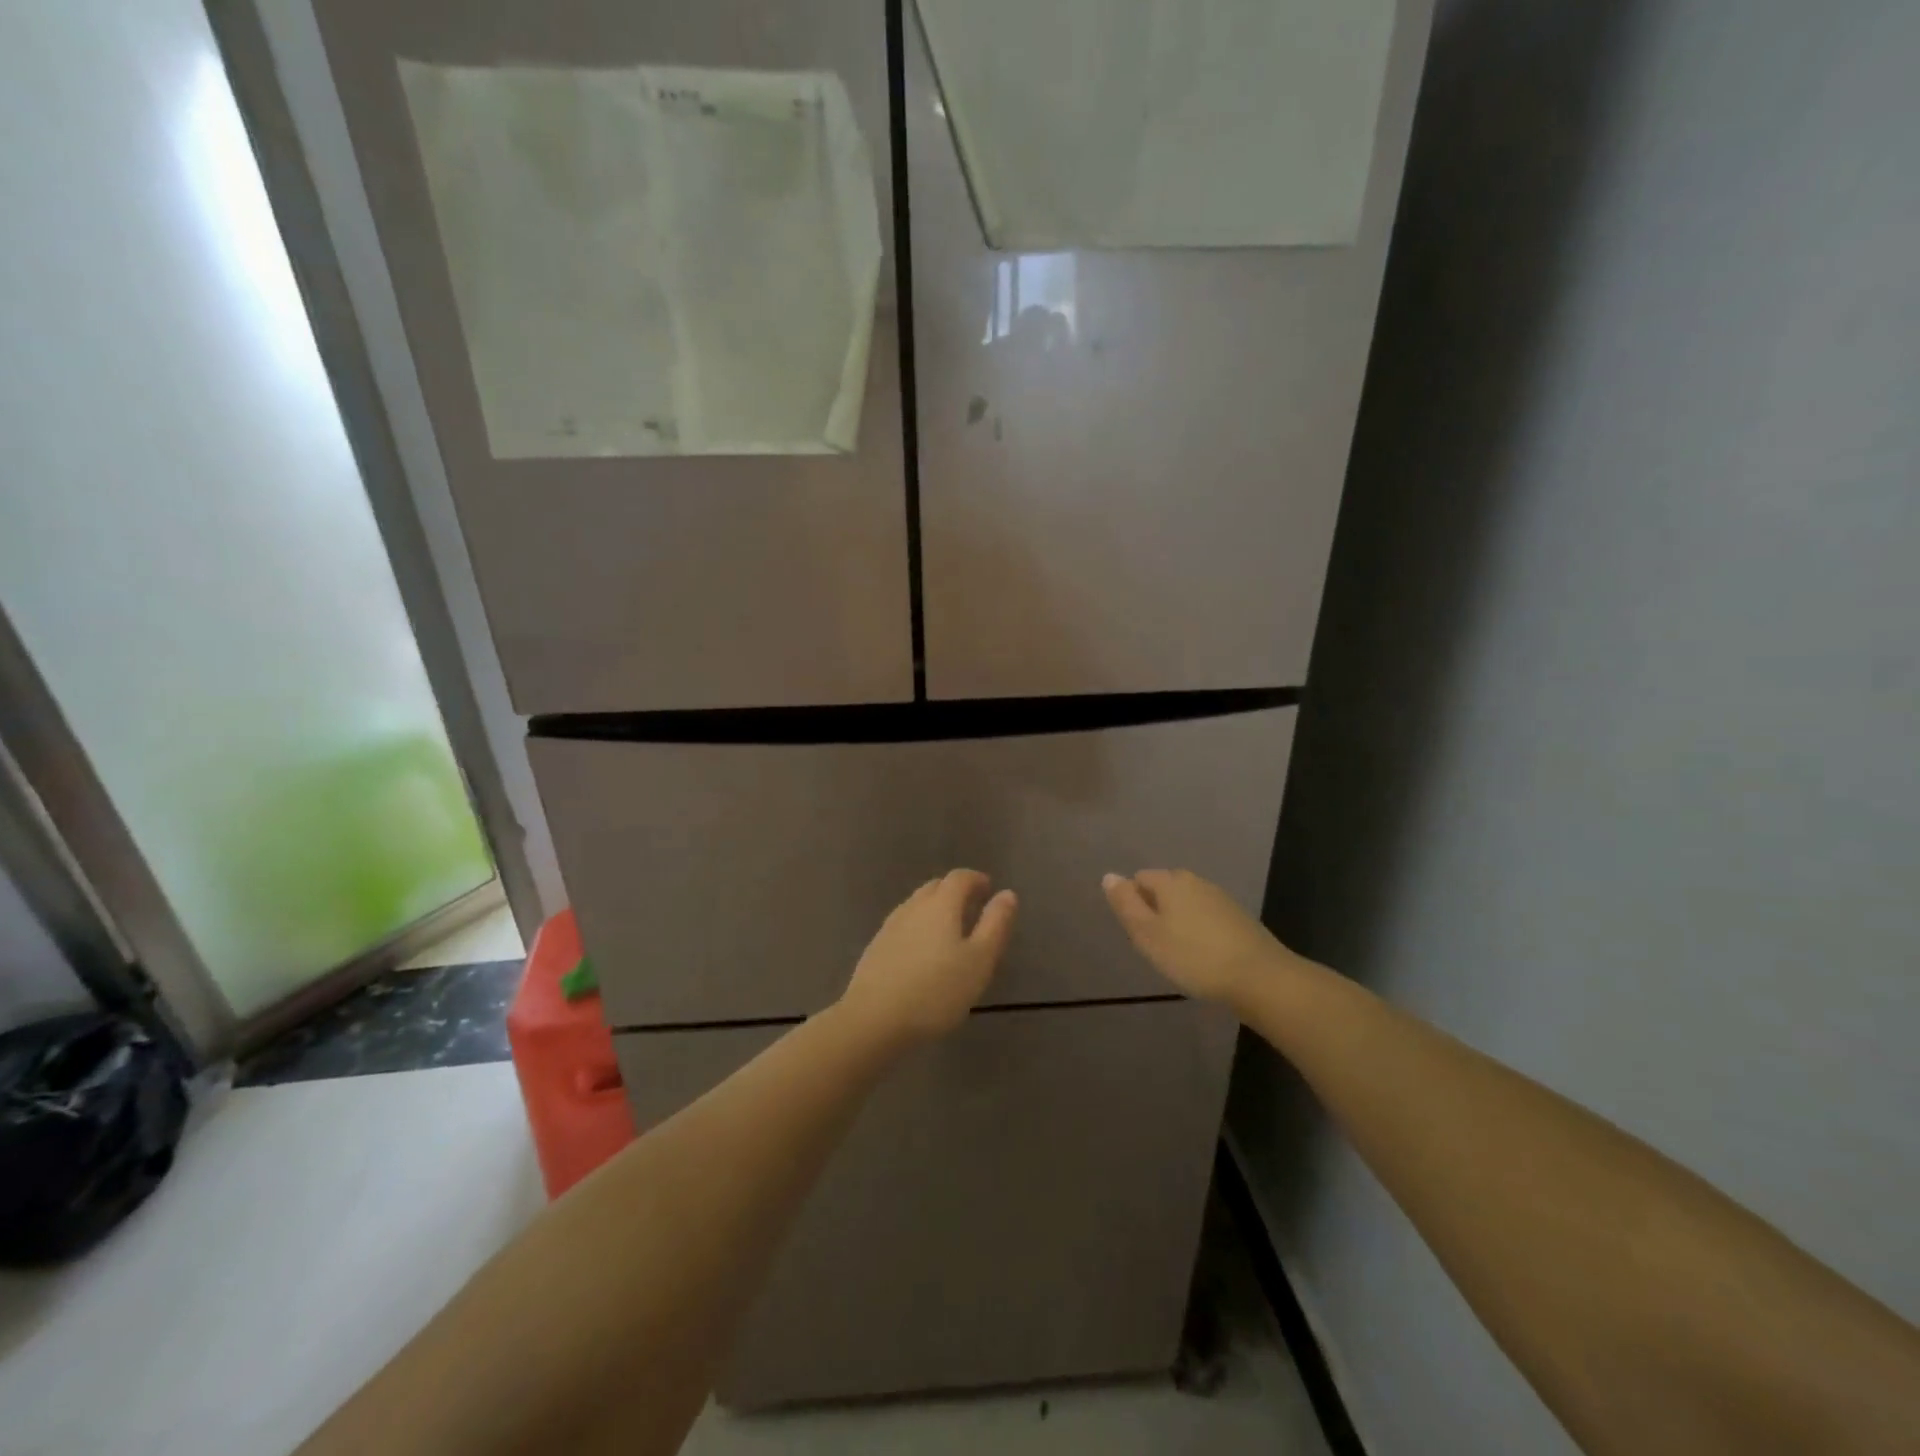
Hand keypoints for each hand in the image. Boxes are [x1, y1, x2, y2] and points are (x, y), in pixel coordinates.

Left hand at [838, 870, 1017, 1047]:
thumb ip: (995, 925)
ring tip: (949, 932)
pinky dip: (919, 928)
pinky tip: (922, 952)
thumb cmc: (936, 991)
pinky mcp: (876, 947)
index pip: (960, 878)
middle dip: (955, 892)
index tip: (989, 889)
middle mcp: (913, 907)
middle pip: (935, 887)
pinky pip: (903, 926)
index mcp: (941, 905)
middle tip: (972, 909)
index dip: (976, 879)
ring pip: (917, 906)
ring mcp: (890, 926)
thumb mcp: (979, 960)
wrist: (873, 1019)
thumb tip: (1007, 894)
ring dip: (935, 909)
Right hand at [1102, 869, 1291, 1008]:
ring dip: (1177, 922)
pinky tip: (1203, 957)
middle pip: (1163, 889)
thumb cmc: (1194, 957)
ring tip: (1179, 954)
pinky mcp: (1238, 918)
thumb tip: (1109, 875)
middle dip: (1155, 911)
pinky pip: (1206, 917)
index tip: (1139, 934)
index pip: (1139, 878)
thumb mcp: (1148, 934)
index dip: (1132, 903)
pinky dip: (1198, 931)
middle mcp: (1196, 881)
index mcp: (1171, 881)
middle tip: (1155, 946)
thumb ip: (1126, 904)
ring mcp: (1220, 898)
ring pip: (1186, 903)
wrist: (1260, 978)